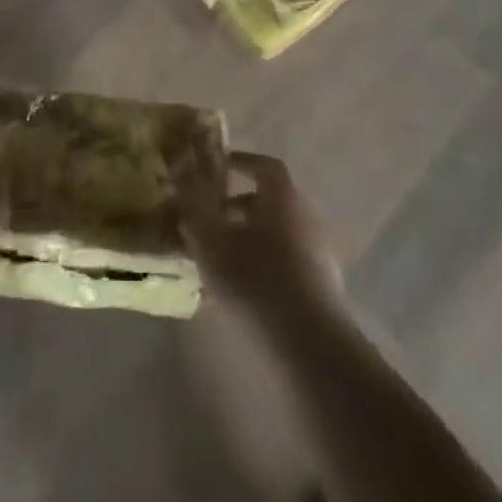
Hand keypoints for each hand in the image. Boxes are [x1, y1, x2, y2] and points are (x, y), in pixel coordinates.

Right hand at [179, 152, 343, 329]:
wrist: (309, 340)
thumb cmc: (254, 278)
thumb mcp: (210, 239)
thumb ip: (193, 203)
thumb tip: (180, 170)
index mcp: (282, 196)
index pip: (263, 164)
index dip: (238, 162)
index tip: (214, 170)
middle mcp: (306, 215)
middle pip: (269, 199)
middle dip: (236, 205)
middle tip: (208, 219)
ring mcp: (319, 250)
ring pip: (276, 231)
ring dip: (247, 236)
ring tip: (217, 257)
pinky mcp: (322, 282)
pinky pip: (286, 258)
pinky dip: (263, 261)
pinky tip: (240, 287)